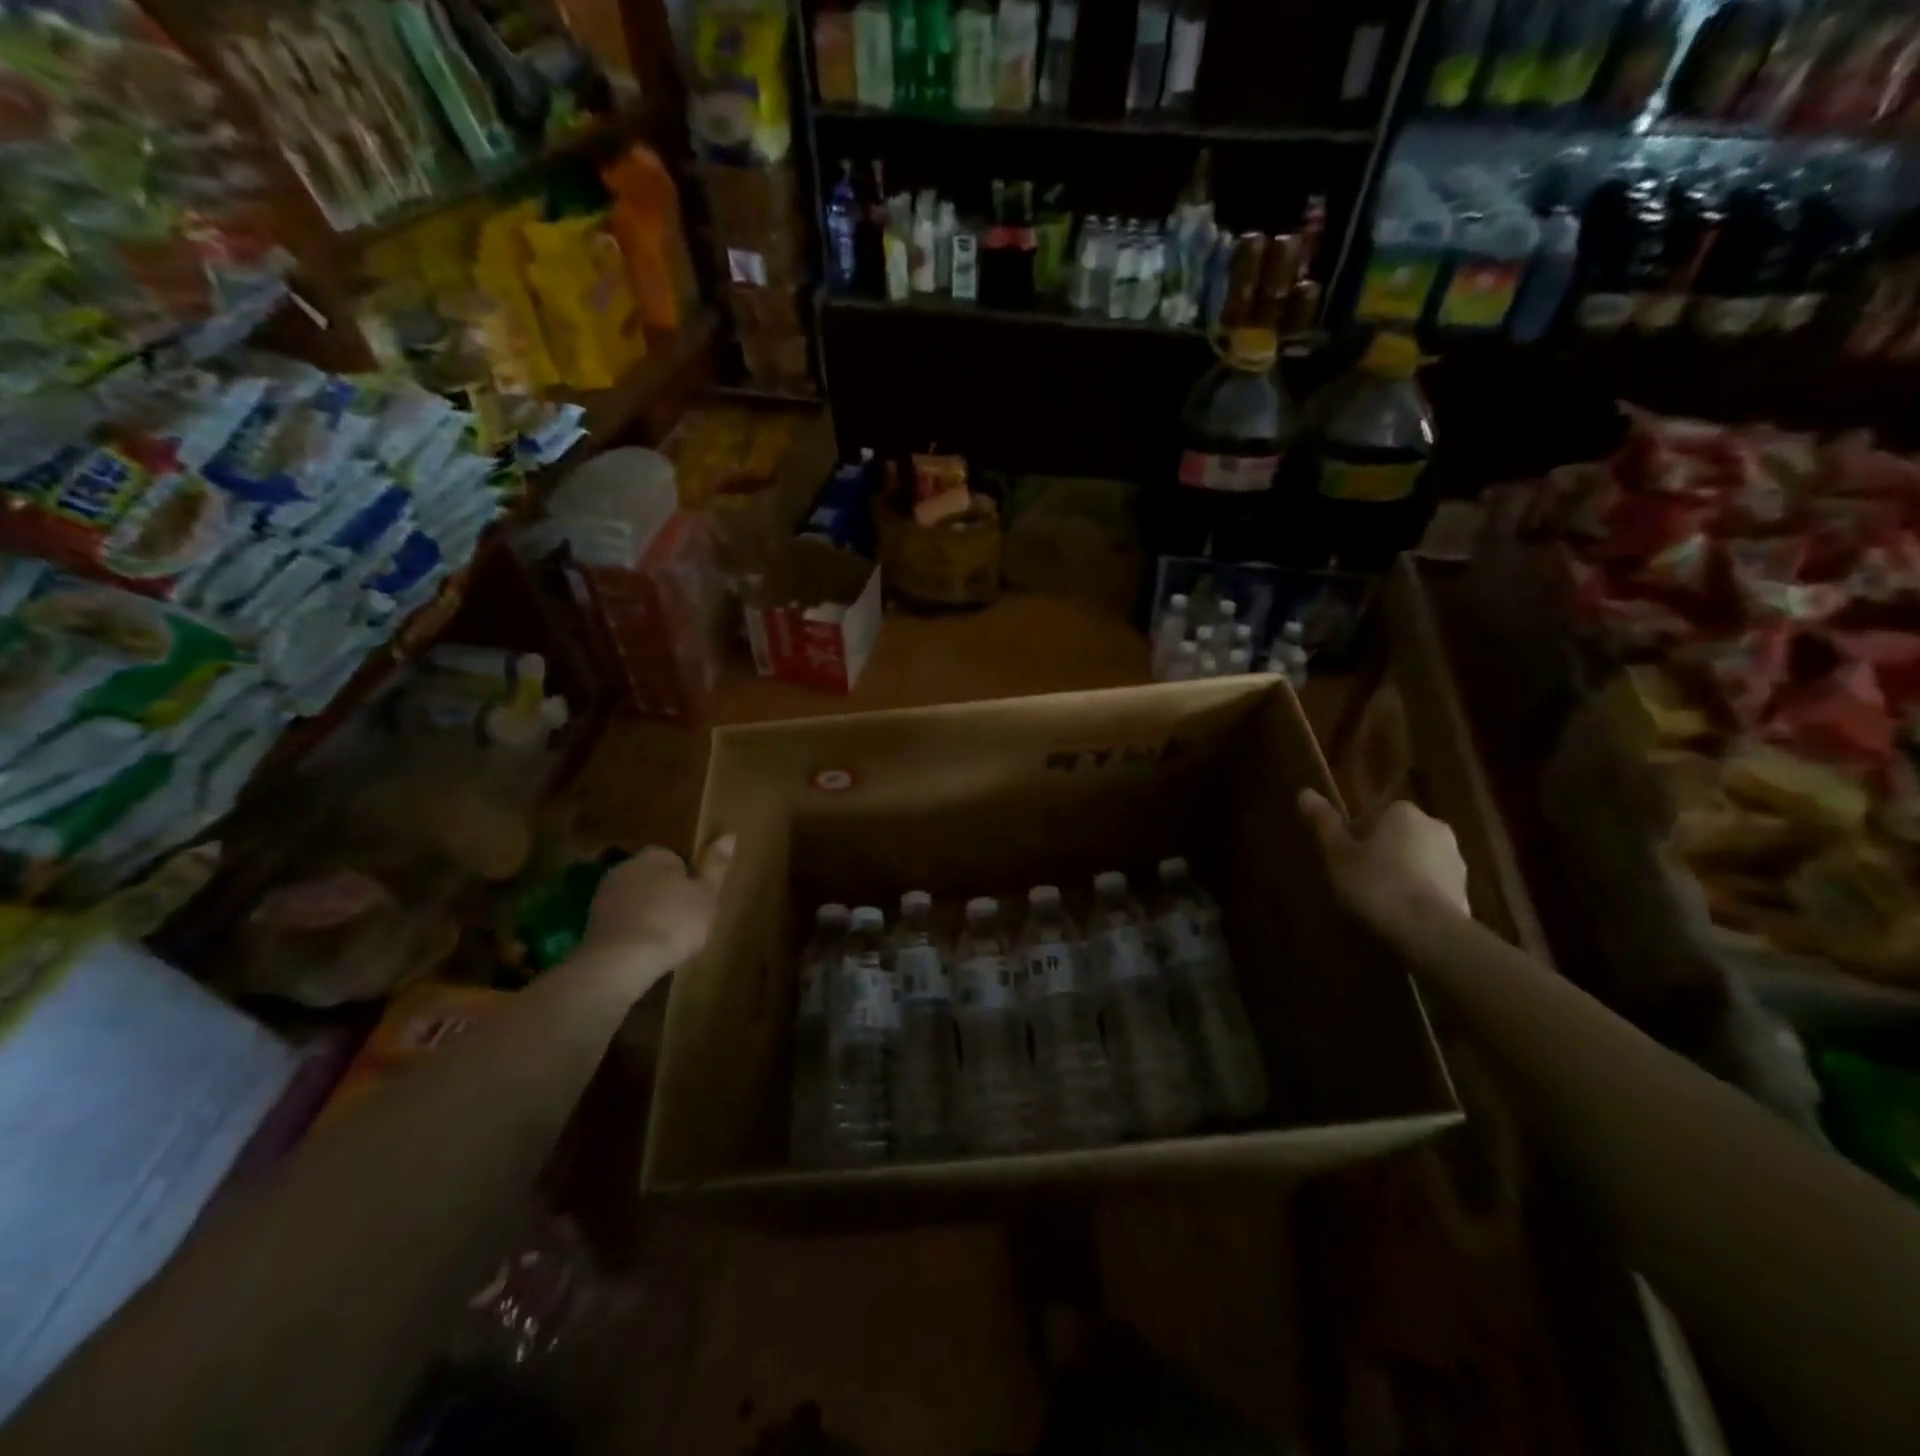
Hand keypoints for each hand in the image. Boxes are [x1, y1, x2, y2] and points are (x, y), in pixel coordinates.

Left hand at [582, 835, 734, 970]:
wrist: (621, 961)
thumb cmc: (674, 923)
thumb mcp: (708, 895)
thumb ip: (716, 865)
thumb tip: (729, 835)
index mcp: (656, 855)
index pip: (677, 860)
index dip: (689, 881)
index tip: (697, 902)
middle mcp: (627, 866)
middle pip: (653, 877)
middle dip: (665, 894)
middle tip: (683, 921)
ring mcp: (605, 894)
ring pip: (635, 899)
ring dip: (646, 912)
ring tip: (663, 939)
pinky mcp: (591, 922)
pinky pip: (620, 920)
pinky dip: (631, 930)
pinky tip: (642, 949)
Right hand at [1298, 790, 1469, 935]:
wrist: (1428, 930)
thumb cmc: (1375, 883)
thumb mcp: (1337, 853)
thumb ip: (1323, 822)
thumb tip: (1304, 792)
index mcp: (1402, 812)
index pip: (1371, 817)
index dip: (1353, 838)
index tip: (1343, 861)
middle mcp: (1434, 825)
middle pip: (1396, 836)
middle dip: (1380, 853)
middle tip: (1358, 880)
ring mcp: (1455, 858)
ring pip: (1416, 859)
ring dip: (1401, 873)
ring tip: (1379, 902)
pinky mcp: (1465, 889)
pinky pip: (1432, 884)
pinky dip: (1418, 893)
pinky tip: (1401, 915)